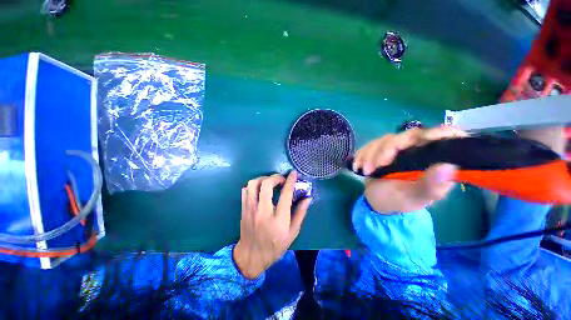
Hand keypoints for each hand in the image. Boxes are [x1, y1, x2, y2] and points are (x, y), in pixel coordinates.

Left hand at [233, 171, 311, 278]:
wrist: (251, 256)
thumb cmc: (275, 246)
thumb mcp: (293, 232)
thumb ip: (301, 213)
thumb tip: (308, 198)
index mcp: (279, 219)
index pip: (286, 194)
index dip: (290, 181)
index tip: (293, 173)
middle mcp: (263, 211)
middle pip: (266, 184)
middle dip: (276, 177)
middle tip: (281, 179)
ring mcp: (251, 209)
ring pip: (253, 184)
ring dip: (263, 179)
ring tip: (270, 182)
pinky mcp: (244, 209)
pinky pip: (245, 190)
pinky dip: (253, 186)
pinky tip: (259, 190)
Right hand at [353, 126, 465, 213]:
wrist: (377, 201)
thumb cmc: (399, 201)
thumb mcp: (415, 197)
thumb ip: (431, 185)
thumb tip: (448, 166)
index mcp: (434, 161)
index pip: (445, 137)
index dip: (439, 133)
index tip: (424, 139)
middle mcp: (418, 150)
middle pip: (408, 135)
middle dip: (387, 150)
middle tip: (376, 166)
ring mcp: (398, 148)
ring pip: (385, 139)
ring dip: (370, 154)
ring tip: (365, 172)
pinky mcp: (381, 149)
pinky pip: (370, 144)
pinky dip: (362, 154)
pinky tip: (358, 166)